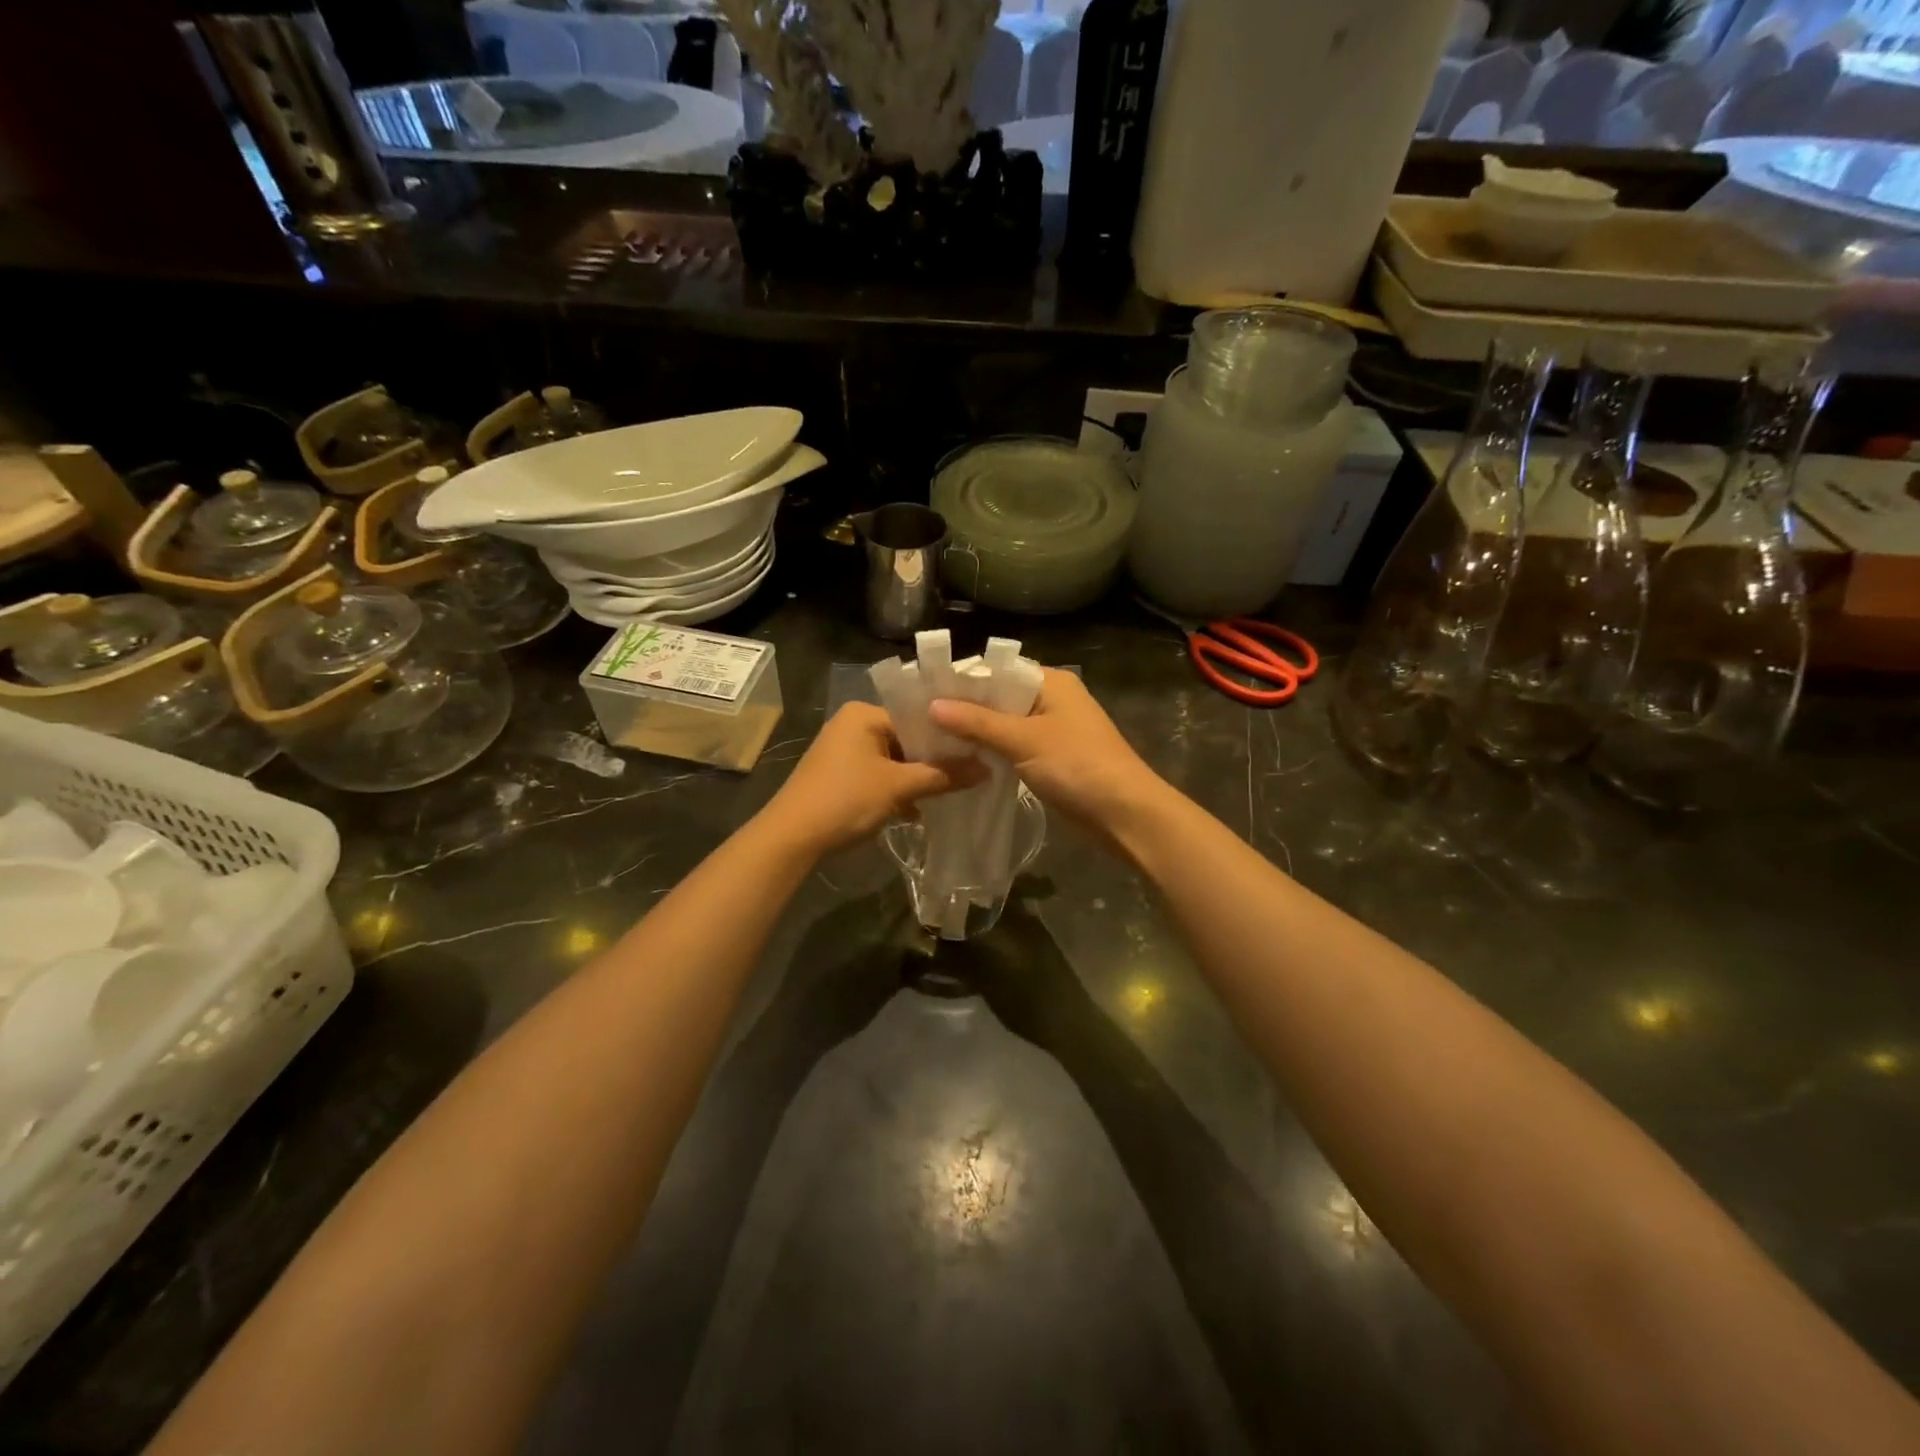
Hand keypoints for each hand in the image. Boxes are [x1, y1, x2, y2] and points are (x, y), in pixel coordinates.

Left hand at [761, 703, 980, 855]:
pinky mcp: (840, 775)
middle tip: (970, 773)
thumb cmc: (846, 800)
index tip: (977, 752)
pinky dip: (897, 790)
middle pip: (906, 738)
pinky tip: (917, 811)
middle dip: (934, 761)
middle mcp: (853, 725)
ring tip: (951, 793)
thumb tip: (986, 769)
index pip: (917, 717)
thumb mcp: (898, 787)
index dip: (947, 736)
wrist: (791, 838)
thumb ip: (943, 776)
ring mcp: (844, 751)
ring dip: (917, 779)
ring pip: (894, 760)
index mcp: (864, 714)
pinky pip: (879, 775)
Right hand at [927, 669, 1164, 838]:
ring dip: (977, 732)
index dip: (964, 679)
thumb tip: (932, 704)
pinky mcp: (1052, 757)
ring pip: (1006, 724)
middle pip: (1000, 697)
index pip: (999, 669)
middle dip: (966, 708)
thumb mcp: (1024, 740)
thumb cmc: (1077, 765)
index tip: (925, 691)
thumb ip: (978, 722)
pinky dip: (992, 750)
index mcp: (1052, 682)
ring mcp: (1054, 729)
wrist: (1125, 813)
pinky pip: (1014, 746)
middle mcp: (1053, 698)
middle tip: (920, 717)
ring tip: (932, 737)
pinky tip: (962, 758)